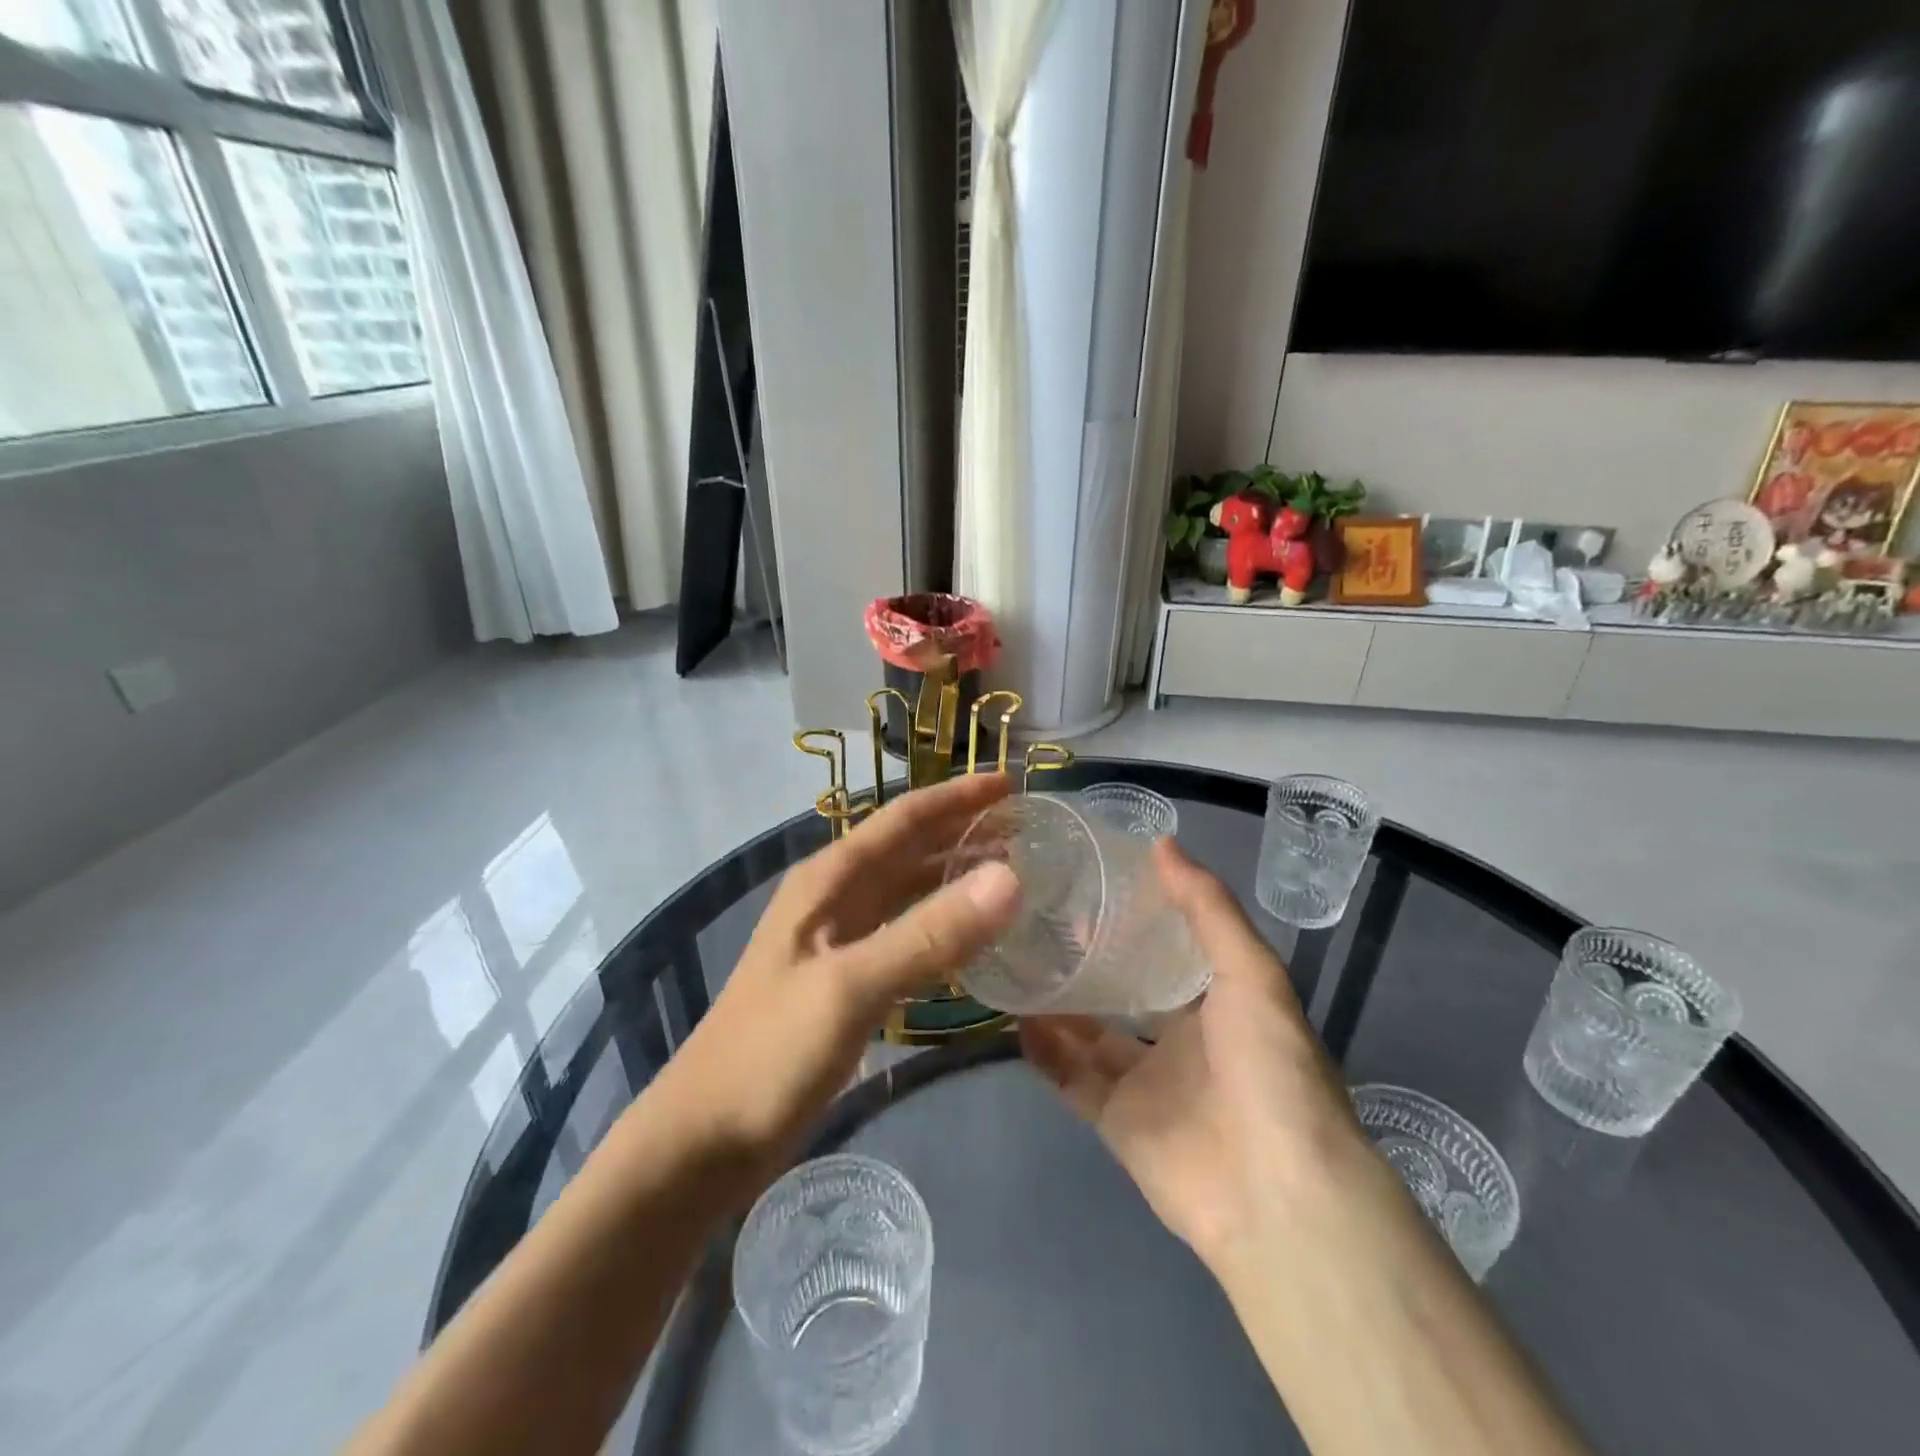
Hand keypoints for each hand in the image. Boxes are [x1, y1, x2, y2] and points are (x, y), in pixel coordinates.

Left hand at [662, 772, 1020, 1176]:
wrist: (704, 1139)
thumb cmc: (771, 1053)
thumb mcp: (852, 986)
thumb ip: (930, 933)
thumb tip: (1011, 877)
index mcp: (829, 880)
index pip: (903, 819)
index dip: (957, 798)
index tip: (1011, 783)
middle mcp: (834, 898)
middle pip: (908, 850)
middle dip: (963, 833)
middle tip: (1028, 831)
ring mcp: (838, 941)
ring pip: (908, 892)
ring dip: (955, 878)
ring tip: (1012, 875)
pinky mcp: (845, 982)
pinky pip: (905, 936)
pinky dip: (942, 927)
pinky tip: (973, 940)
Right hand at [1020, 839, 1372, 1273]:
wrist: (1276, 1191)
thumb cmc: (1271, 1066)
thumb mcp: (1251, 971)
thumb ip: (1206, 906)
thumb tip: (1160, 841)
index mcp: (1219, 1002)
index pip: (1169, 949)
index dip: (1134, 919)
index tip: (1089, 884)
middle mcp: (1182, 1040)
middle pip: (1123, 991)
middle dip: (1087, 960)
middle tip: (1037, 920)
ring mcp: (1147, 1083)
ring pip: (1089, 1034)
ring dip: (1056, 1004)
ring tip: (1015, 961)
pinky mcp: (1117, 1123)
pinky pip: (1070, 1080)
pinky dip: (1044, 1053)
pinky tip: (1014, 1018)